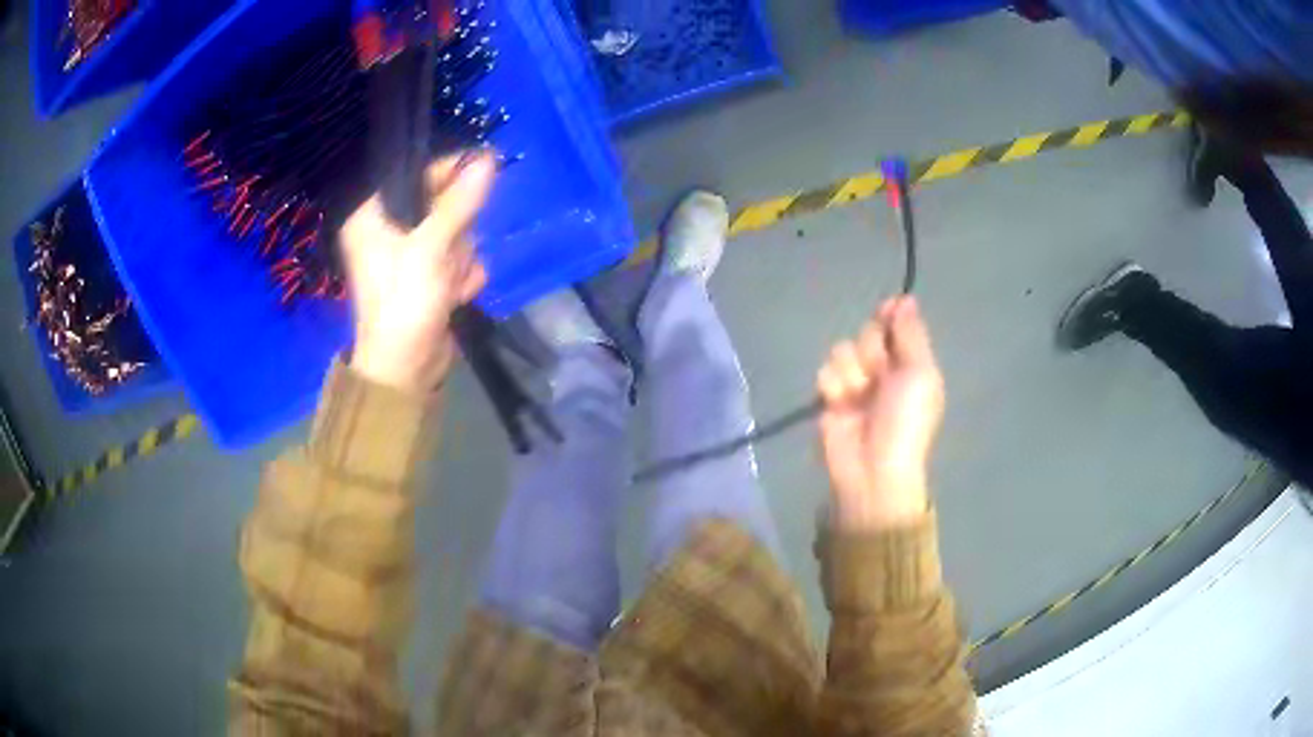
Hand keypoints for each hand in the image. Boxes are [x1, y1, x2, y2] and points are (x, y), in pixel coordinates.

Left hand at [342, 152, 494, 391]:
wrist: (406, 369)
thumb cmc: (404, 301)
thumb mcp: (431, 247)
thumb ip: (460, 202)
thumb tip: (488, 158)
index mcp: (373, 216)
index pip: (415, 175)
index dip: (449, 172)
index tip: (485, 165)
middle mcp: (389, 230)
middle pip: (441, 205)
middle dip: (456, 233)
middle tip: (450, 254)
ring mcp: (410, 255)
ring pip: (456, 234)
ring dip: (460, 259)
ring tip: (447, 285)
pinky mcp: (428, 277)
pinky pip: (458, 259)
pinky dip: (461, 277)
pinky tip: (454, 297)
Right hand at [817, 297, 944, 530]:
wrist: (873, 468)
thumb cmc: (906, 421)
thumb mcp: (920, 374)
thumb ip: (912, 334)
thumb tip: (907, 298)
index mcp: (911, 363)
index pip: (897, 323)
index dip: (891, 315)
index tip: (887, 313)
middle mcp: (883, 369)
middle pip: (867, 332)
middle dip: (871, 350)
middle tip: (880, 375)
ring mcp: (855, 383)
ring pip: (842, 350)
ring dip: (851, 372)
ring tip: (858, 397)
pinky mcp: (830, 397)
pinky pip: (825, 372)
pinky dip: (833, 387)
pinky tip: (840, 405)